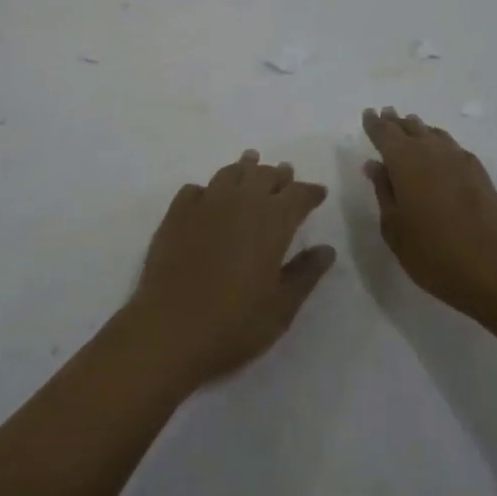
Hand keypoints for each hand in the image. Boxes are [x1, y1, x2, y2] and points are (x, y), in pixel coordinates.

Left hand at [129, 150, 334, 387]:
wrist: (169, 330)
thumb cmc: (235, 324)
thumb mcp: (281, 307)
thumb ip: (305, 273)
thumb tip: (327, 249)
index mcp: (272, 220)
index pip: (298, 194)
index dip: (310, 192)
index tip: (318, 193)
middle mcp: (240, 201)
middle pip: (264, 175)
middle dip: (278, 175)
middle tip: (285, 175)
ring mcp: (205, 203)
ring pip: (230, 173)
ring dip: (245, 169)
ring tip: (250, 165)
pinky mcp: (176, 214)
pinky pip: (196, 189)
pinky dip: (208, 189)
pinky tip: (208, 197)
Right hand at [362, 106, 496, 319]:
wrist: (495, 268)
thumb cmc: (433, 253)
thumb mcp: (395, 227)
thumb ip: (384, 192)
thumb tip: (375, 165)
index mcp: (404, 161)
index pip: (384, 133)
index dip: (374, 123)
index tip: (368, 114)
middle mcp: (431, 152)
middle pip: (410, 128)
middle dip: (395, 121)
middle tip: (386, 114)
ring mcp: (459, 160)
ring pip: (433, 134)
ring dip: (418, 128)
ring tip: (410, 126)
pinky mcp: (480, 173)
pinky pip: (452, 146)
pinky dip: (439, 141)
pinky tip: (440, 150)